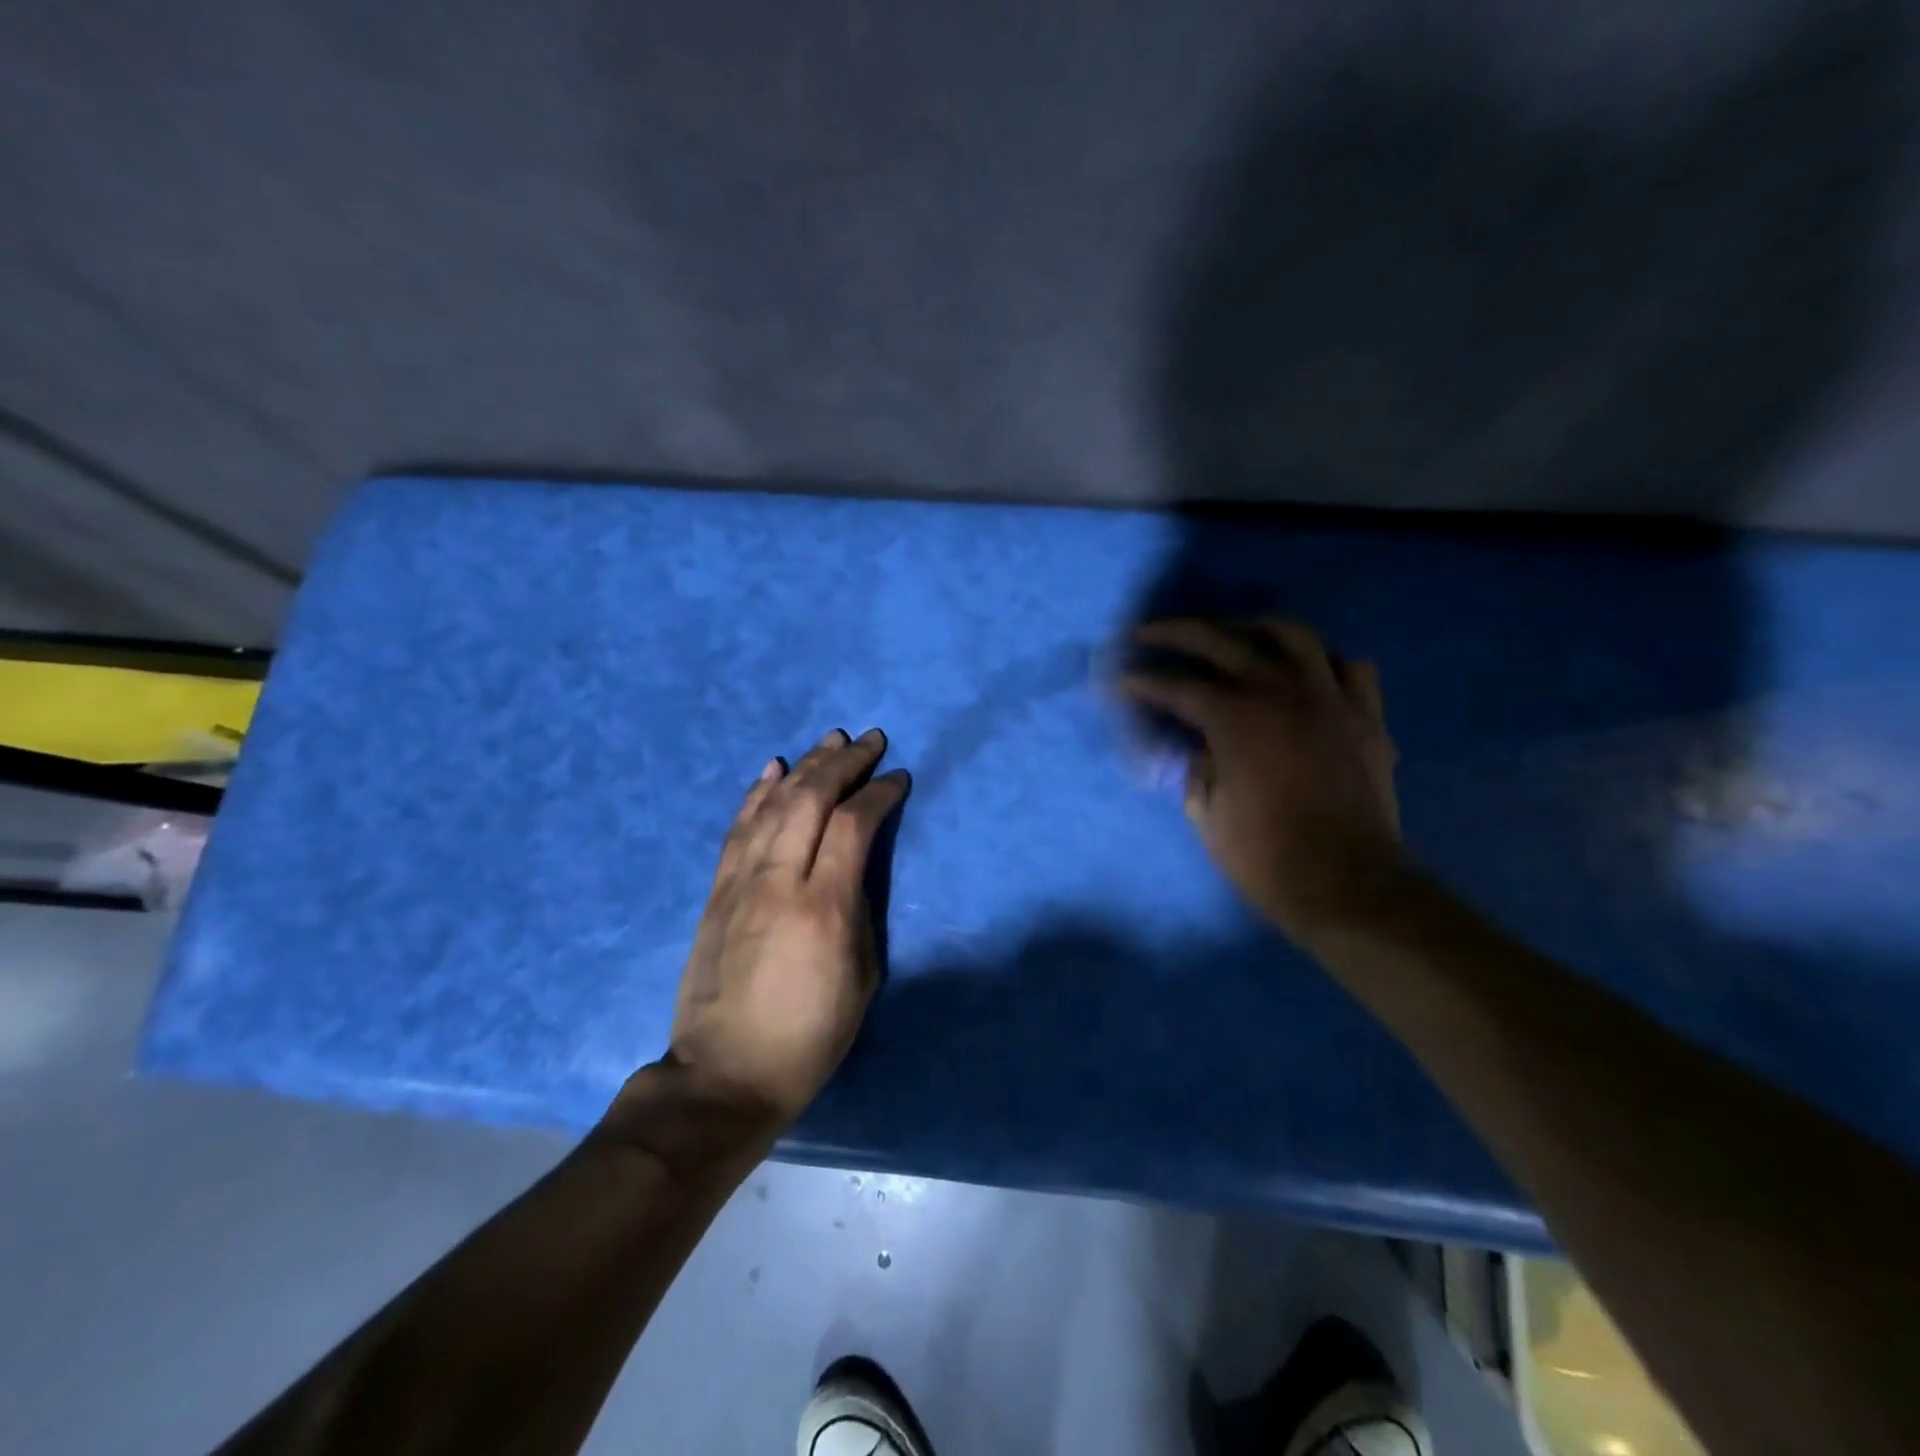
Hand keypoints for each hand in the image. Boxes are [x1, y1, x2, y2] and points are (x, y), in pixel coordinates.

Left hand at [657, 728, 908, 1139]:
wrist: (725, 1075)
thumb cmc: (810, 1036)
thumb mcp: (863, 976)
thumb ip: (860, 909)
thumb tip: (854, 866)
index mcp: (824, 906)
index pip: (854, 825)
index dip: (880, 793)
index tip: (899, 778)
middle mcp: (779, 881)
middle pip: (811, 799)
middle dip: (844, 763)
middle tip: (870, 741)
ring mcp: (741, 883)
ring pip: (773, 804)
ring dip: (804, 766)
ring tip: (829, 741)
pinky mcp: (716, 892)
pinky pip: (737, 828)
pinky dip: (757, 793)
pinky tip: (773, 769)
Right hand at [1117, 619, 1401, 942]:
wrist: (1346, 883)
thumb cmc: (1264, 855)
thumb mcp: (1206, 811)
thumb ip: (1195, 766)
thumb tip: (1197, 744)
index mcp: (1234, 718)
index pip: (1176, 686)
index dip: (1143, 681)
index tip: (1122, 680)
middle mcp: (1280, 692)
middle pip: (1222, 640)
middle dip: (1177, 632)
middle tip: (1150, 633)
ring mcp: (1329, 698)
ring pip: (1292, 634)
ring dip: (1253, 626)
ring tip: (1232, 632)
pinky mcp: (1365, 715)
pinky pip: (1348, 667)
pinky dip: (1322, 661)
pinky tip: (1305, 671)